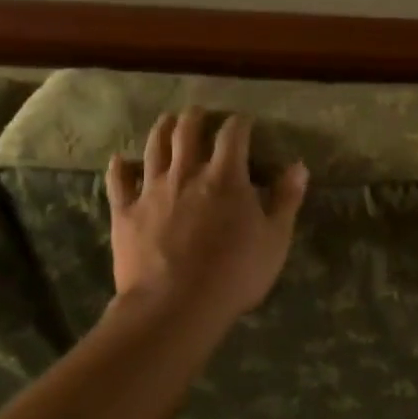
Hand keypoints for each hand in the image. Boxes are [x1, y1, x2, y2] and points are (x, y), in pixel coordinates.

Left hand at [106, 109, 308, 323]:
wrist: (175, 305)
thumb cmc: (235, 274)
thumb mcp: (275, 240)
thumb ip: (286, 200)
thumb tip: (298, 167)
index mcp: (226, 178)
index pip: (233, 136)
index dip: (240, 123)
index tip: (245, 121)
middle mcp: (186, 174)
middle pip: (187, 132)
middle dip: (196, 117)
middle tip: (201, 113)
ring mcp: (151, 191)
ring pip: (154, 148)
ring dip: (162, 129)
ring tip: (167, 121)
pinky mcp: (125, 212)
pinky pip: (119, 181)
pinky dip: (120, 167)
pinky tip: (120, 160)